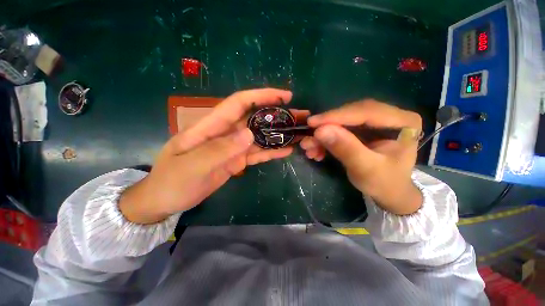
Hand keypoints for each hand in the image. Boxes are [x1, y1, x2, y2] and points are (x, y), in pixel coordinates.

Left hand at [120, 88, 293, 223]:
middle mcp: (225, 133)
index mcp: (211, 127)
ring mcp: (232, 148)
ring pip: (259, 137)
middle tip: (300, 116)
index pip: (239, 103)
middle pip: (254, 119)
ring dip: (278, 134)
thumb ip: (219, 150)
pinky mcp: (236, 161)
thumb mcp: (192, 167)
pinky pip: (256, 154)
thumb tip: (249, 134)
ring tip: (298, 133)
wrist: (165, 200)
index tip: (285, 96)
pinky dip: (271, 152)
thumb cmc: (171, 182)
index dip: (262, 96)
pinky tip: (286, 151)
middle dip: (277, 115)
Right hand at [300, 100, 422, 214]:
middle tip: (308, 136)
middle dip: (327, 126)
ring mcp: (375, 122)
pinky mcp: (362, 130)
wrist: (389, 193)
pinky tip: (316, 150)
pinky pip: (340, 130)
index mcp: (402, 121)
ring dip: (323, 135)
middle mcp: (389, 116)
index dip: (336, 116)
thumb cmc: (384, 183)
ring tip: (308, 147)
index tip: (312, 123)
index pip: (366, 111)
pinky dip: (326, 140)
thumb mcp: (366, 169)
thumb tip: (320, 131)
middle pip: (351, 114)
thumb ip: (346, 149)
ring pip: (342, 122)